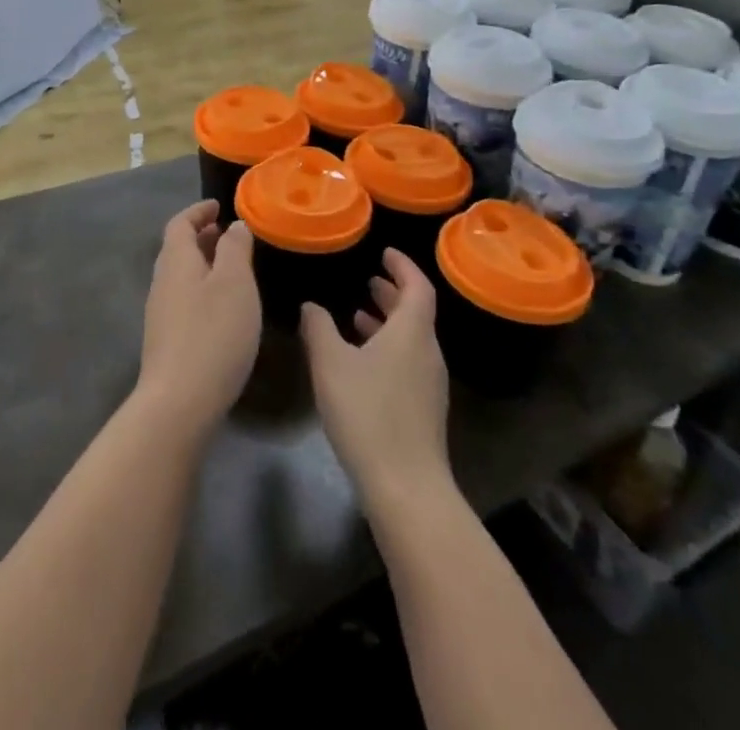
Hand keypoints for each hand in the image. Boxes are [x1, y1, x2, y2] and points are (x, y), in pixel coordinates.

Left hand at [137, 202, 261, 435]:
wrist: (178, 403)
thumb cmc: (212, 334)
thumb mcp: (234, 283)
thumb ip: (235, 249)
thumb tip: (234, 225)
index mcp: (175, 261)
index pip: (180, 223)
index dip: (198, 211)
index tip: (218, 206)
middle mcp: (162, 282)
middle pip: (178, 249)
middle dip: (202, 237)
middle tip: (229, 234)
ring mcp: (161, 314)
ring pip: (182, 276)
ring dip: (204, 264)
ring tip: (232, 268)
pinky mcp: (167, 341)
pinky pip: (185, 299)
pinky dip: (203, 289)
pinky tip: (224, 308)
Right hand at [301, 249, 451, 509]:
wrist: (406, 487)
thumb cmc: (368, 413)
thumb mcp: (331, 364)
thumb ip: (319, 329)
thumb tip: (311, 306)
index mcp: (412, 332)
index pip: (417, 286)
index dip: (403, 266)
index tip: (385, 253)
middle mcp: (427, 352)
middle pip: (416, 312)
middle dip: (393, 292)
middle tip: (368, 279)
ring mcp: (429, 383)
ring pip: (411, 339)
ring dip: (388, 322)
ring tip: (357, 315)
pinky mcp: (424, 410)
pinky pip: (408, 362)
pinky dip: (388, 348)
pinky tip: (362, 362)